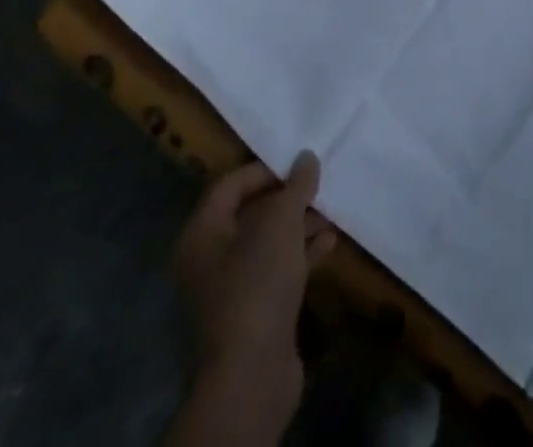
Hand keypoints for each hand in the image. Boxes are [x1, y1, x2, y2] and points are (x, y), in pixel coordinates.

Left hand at [174, 152, 336, 395]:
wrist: (253, 375)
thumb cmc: (258, 283)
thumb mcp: (281, 222)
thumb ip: (296, 185)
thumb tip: (307, 157)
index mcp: (202, 233)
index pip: (230, 185)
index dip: (264, 169)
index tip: (298, 163)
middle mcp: (210, 258)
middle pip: (251, 213)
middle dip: (287, 198)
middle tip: (318, 184)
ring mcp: (232, 288)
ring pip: (268, 242)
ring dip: (299, 226)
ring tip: (331, 211)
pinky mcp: (255, 311)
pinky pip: (278, 269)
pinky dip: (301, 254)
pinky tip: (330, 243)